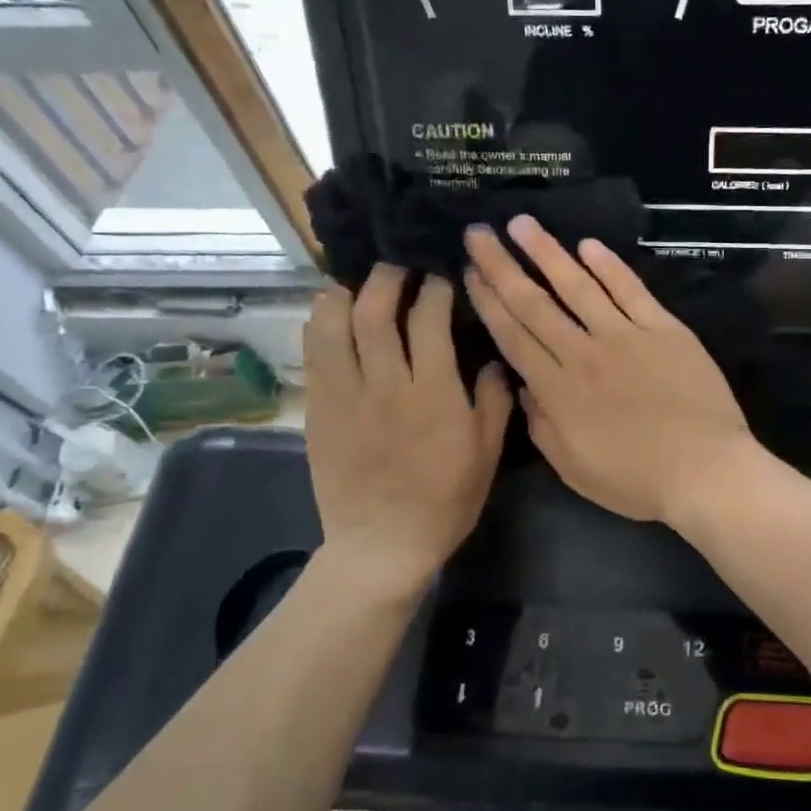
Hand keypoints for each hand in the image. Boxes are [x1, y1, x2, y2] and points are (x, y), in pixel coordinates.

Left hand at [304, 267, 512, 576]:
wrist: (383, 544)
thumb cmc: (445, 499)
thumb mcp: (487, 452)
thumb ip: (494, 400)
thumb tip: (496, 359)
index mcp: (433, 392)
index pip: (429, 319)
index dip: (434, 289)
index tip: (441, 277)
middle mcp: (386, 383)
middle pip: (375, 311)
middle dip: (386, 278)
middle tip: (397, 267)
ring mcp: (345, 395)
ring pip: (334, 326)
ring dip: (344, 293)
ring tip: (356, 282)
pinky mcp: (319, 410)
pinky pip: (314, 355)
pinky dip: (320, 325)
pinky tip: (330, 313)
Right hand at [463, 217, 754, 524]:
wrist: (706, 470)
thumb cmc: (637, 480)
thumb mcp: (574, 470)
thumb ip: (542, 426)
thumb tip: (524, 386)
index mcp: (558, 390)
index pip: (513, 336)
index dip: (488, 302)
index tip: (469, 272)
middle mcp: (584, 353)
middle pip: (535, 303)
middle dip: (502, 266)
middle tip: (479, 232)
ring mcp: (626, 336)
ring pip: (578, 286)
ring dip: (548, 252)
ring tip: (523, 223)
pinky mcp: (664, 329)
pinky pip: (631, 290)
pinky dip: (609, 266)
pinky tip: (588, 245)